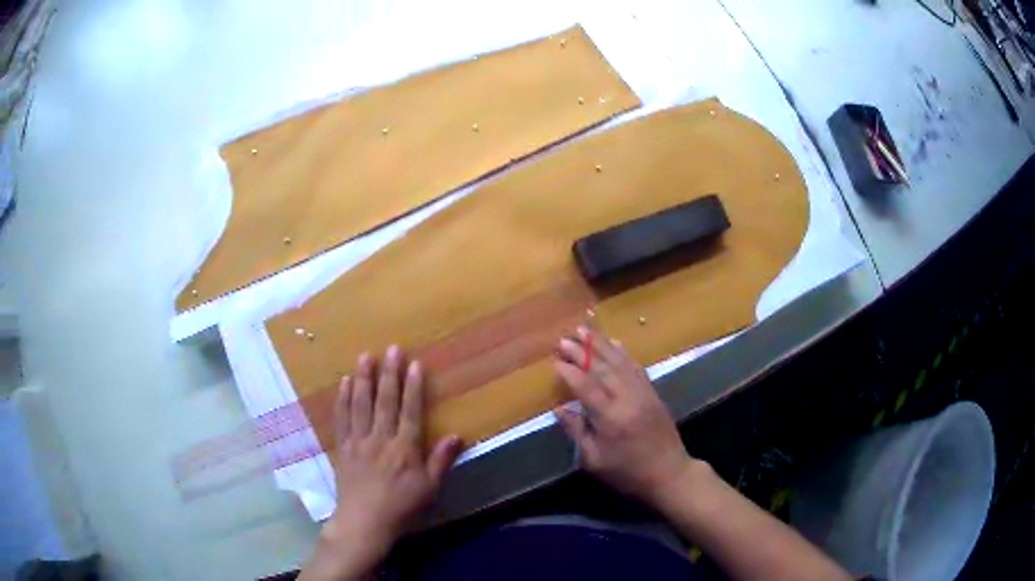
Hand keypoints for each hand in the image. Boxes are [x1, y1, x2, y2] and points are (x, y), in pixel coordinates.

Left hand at [301, 346, 461, 580]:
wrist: (364, 522)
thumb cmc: (401, 507)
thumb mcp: (429, 488)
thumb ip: (440, 460)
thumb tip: (457, 435)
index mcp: (404, 449)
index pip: (410, 412)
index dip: (413, 387)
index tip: (414, 364)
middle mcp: (380, 439)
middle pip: (384, 402)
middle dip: (388, 374)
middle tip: (391, 349)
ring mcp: (358, 442)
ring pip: (360, 405)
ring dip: (363, 380)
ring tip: (364, 357)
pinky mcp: (342, 447)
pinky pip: (341, 419)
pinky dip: (342, 400)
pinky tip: (344, 384)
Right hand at [553, 326, 695, 506]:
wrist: (669, 473)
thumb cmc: (627, 472)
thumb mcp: (594, 460)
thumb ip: (578, 431)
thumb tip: (559, 409)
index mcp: (611, 419)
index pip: (586, 388)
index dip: (569, 373)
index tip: (555, 361)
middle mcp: (628, 399)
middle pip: (602, 369)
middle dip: (582, 352)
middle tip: (563, 339)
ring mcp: (643, 393)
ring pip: (620, 362)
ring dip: (601, 345)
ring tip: (584, 330)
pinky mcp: (653, 393)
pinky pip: (636, 367)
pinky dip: (624, 353)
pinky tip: (614, 343)